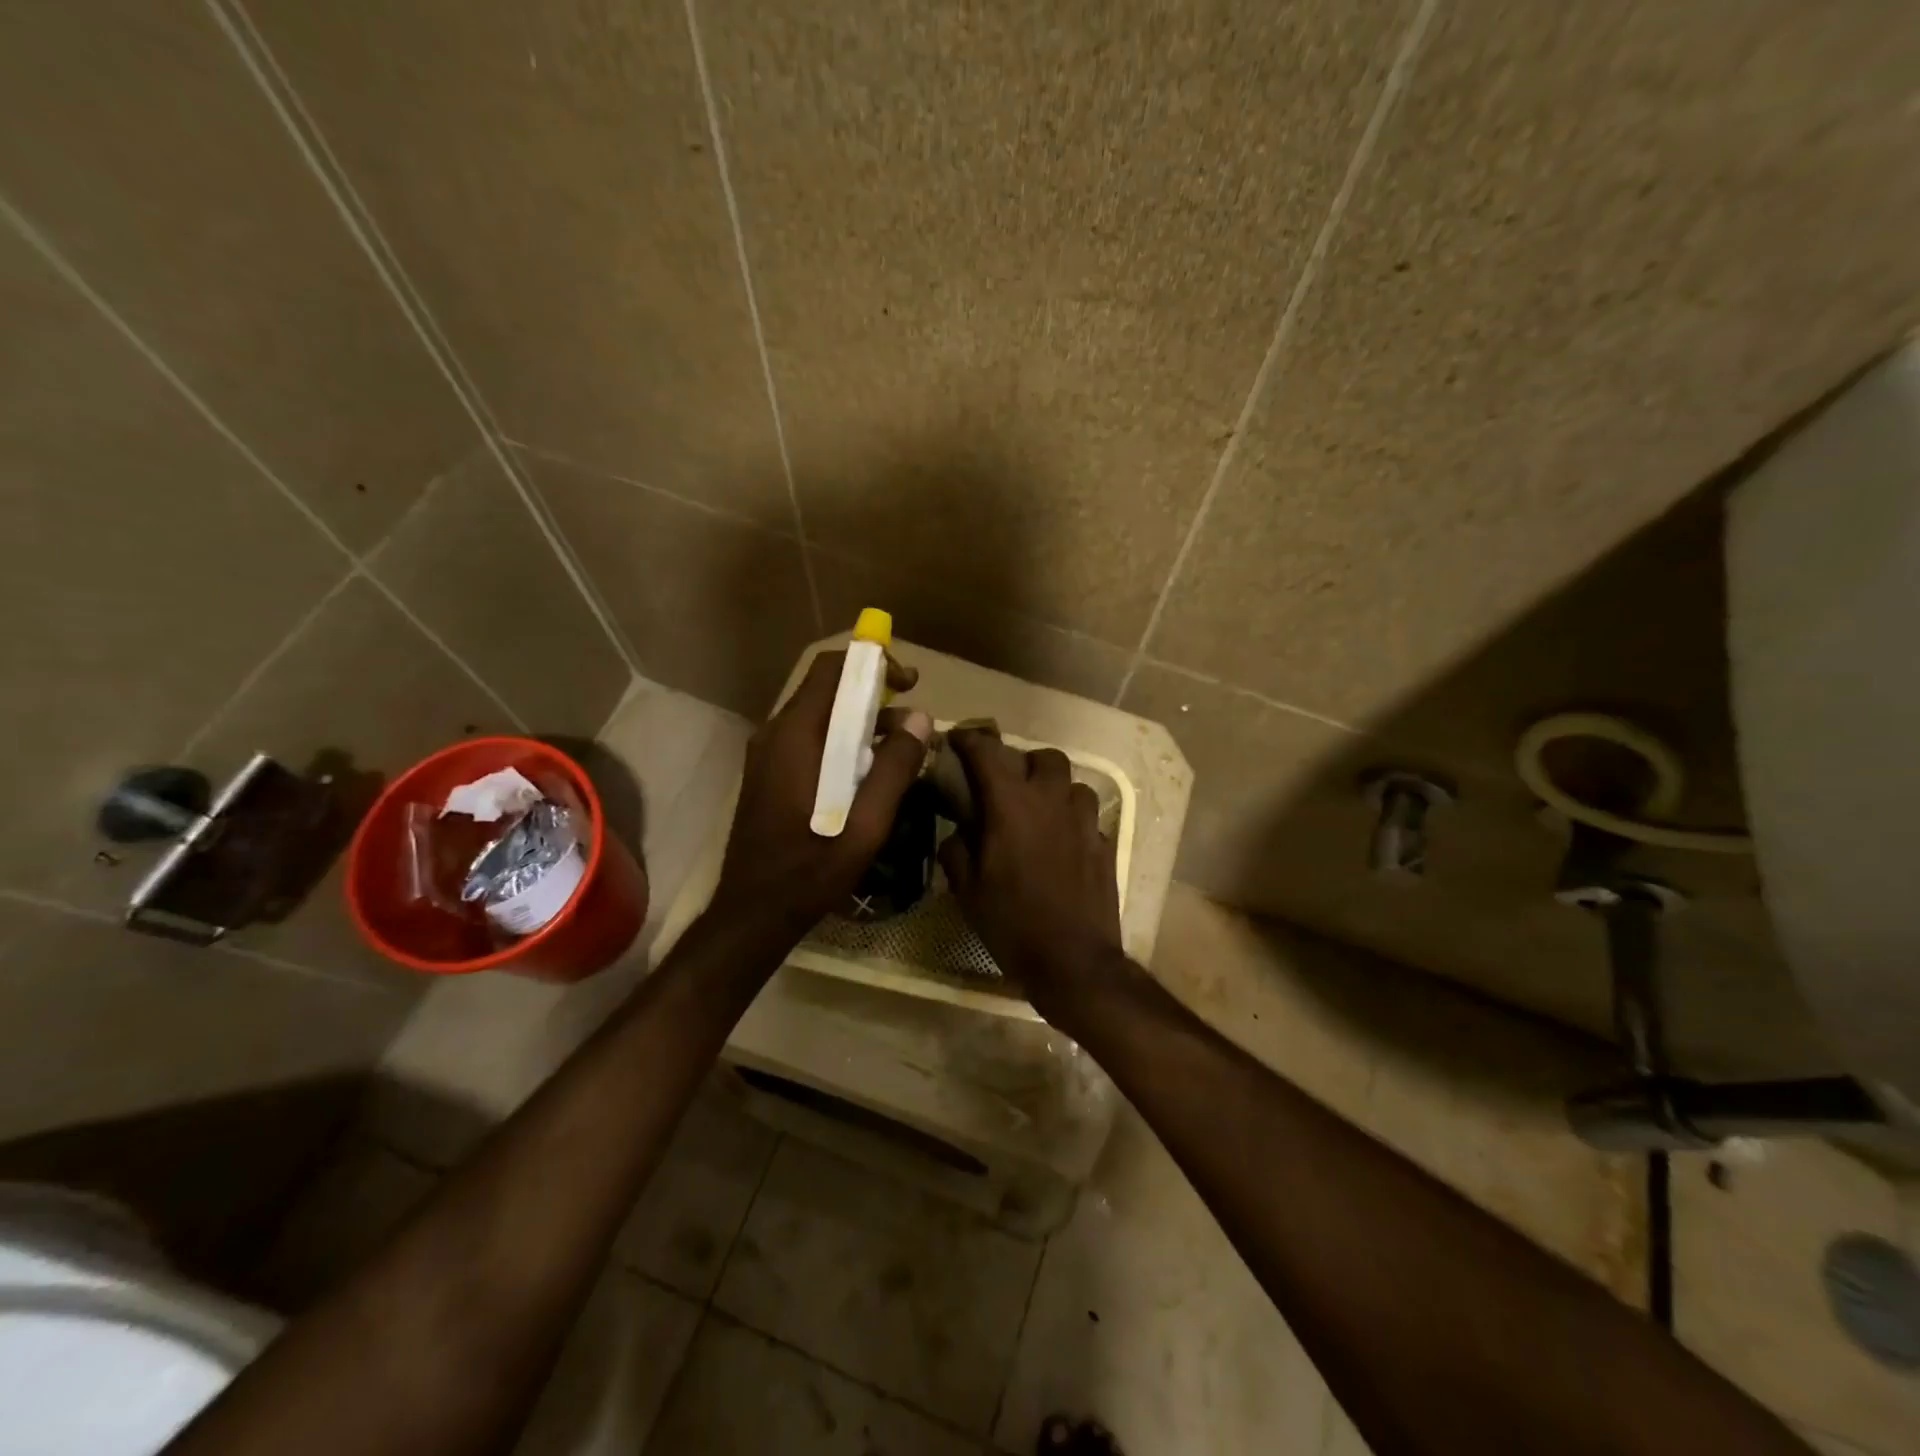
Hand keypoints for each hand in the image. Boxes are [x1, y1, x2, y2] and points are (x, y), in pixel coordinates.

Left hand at [709, 649, 931, 942]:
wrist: (754, 911)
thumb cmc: (811, 869)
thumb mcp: (866, 823)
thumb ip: (894, 767)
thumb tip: (920, 719)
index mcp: (796, 737)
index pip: (831, 670)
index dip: (872, 664)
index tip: (909, 684)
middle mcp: (775, 734)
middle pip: (825, 689)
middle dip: (872, 693)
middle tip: (912, 717)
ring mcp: (767, 754)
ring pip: (819, 716)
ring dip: (860, 720)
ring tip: (900, 748)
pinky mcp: (769, 774)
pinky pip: (810, 739)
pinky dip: (842, 740)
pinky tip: (868, 773)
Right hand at [938, 728, 1121, 1015]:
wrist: (1073, 960)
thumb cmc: (1011, 923)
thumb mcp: (967, 890)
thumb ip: (957, 850)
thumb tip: (958, 833)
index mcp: (1012, 805)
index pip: (988, 753)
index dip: (970, 740)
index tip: (958, 738)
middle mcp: (1051, 802)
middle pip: (1044, 757)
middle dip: (1024, 761)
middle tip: (1008, 782)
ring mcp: (1084, 822)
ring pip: (1074, 783)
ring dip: (1054, 788)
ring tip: (1040, 809)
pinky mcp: (1104, 845)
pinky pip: (1088, 816)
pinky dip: (1072, 819)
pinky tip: (1061, 842)